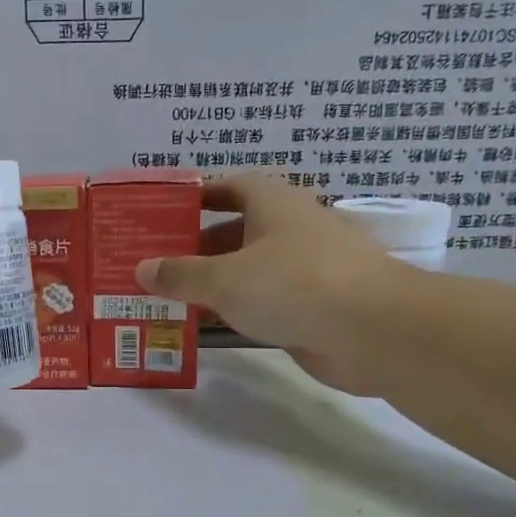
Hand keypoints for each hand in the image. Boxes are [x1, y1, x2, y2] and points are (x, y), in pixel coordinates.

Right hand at [134, 172, 412, 396]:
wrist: (372, 330)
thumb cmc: (293, 285)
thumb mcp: (225, 279)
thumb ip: (181, 275)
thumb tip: (142, 268)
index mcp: (274, 204)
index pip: (232, 186)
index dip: (199, 195)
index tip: (166, 213)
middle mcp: (292, 229)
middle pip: (238, 230)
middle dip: (199, 246)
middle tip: (158, 264)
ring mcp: (308, 269)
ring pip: (252, 270)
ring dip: (217, 282)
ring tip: (173, 297)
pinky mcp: (316, 306)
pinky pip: (267, 302)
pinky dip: (240, 309)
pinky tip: (211, 325)